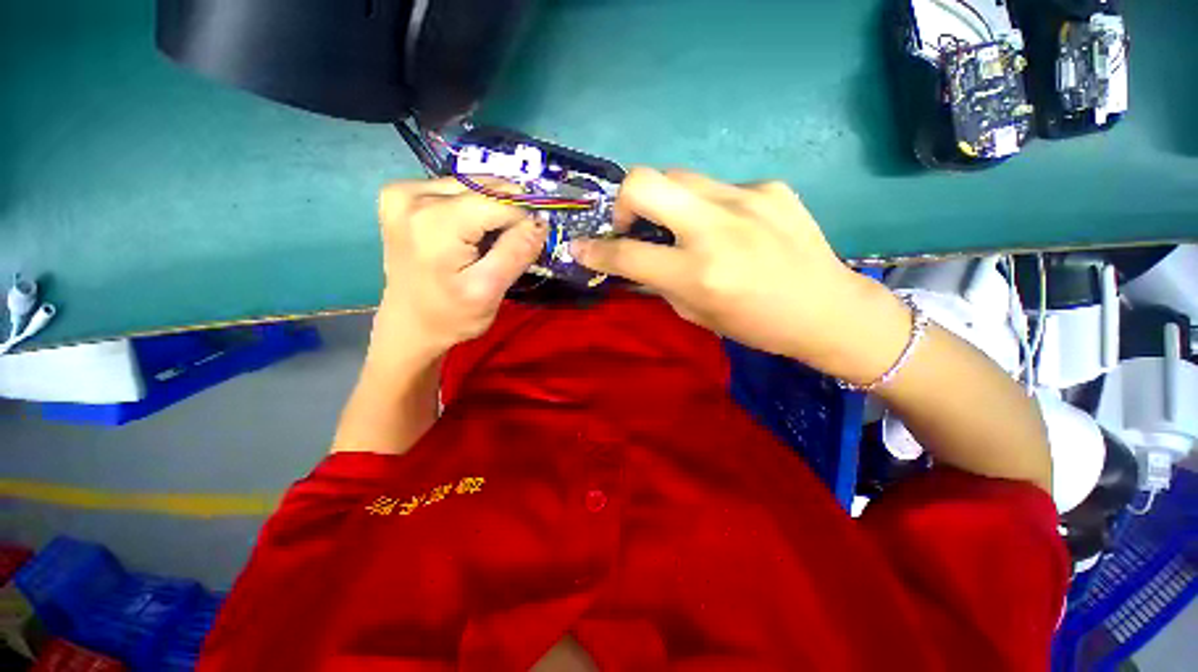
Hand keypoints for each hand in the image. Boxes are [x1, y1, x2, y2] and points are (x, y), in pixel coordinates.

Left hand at [374, 178, 546, 357]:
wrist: (409, 325)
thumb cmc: (451, 315)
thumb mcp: (490, 290)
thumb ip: (516, 252)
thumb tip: (540, 221)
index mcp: (435, 222)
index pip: (499, 201)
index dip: (523, 219)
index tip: (530, 244)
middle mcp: (413, 195)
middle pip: (484, 188)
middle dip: (507, 213)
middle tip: (509, 245)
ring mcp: (404, 192)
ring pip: (472, 186)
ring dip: (490, 211)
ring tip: (488, 243)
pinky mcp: (401, 195)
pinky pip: (454, 190)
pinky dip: (472, 209)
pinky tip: (468, 233)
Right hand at [571, 168, 910, 384]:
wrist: (827, 308)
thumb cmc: (756, 325)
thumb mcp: (696, 314)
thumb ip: (659, 282)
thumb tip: (633, 260)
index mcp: (698, 273)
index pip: (627, 254)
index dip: (594, 250)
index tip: (579, 246)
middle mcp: (717, 228)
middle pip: (644, 180)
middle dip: (624, 201)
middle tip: (632, 224)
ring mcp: (747, 198)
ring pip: (679, 175)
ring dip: (666, 201)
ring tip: (682, 226)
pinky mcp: (771, 186)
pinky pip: (718, 187)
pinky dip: (707, 206)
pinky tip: (728, 226)